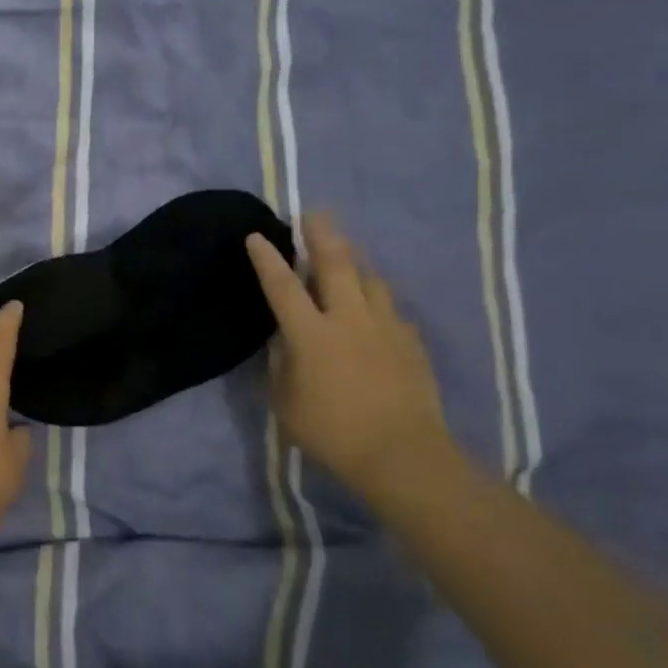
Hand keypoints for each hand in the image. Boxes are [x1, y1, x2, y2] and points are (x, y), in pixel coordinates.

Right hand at [245, 213, 465, 498]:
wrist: (403, 454)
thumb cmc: (332, 433)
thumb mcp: (286, 403)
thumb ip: (281, 365)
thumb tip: (284, 341)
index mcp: (311, 334)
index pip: (282, 286)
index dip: (267, 259)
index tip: (257, 236)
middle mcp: (349, 319)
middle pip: (336, 263)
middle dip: (321, 234)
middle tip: (314, 213)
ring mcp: (385, 327)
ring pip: (370, 279)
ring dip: (354, 263)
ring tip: (346, 257)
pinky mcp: (411, 342)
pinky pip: (390, 309)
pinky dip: (376, 302)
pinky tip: (374, 312)